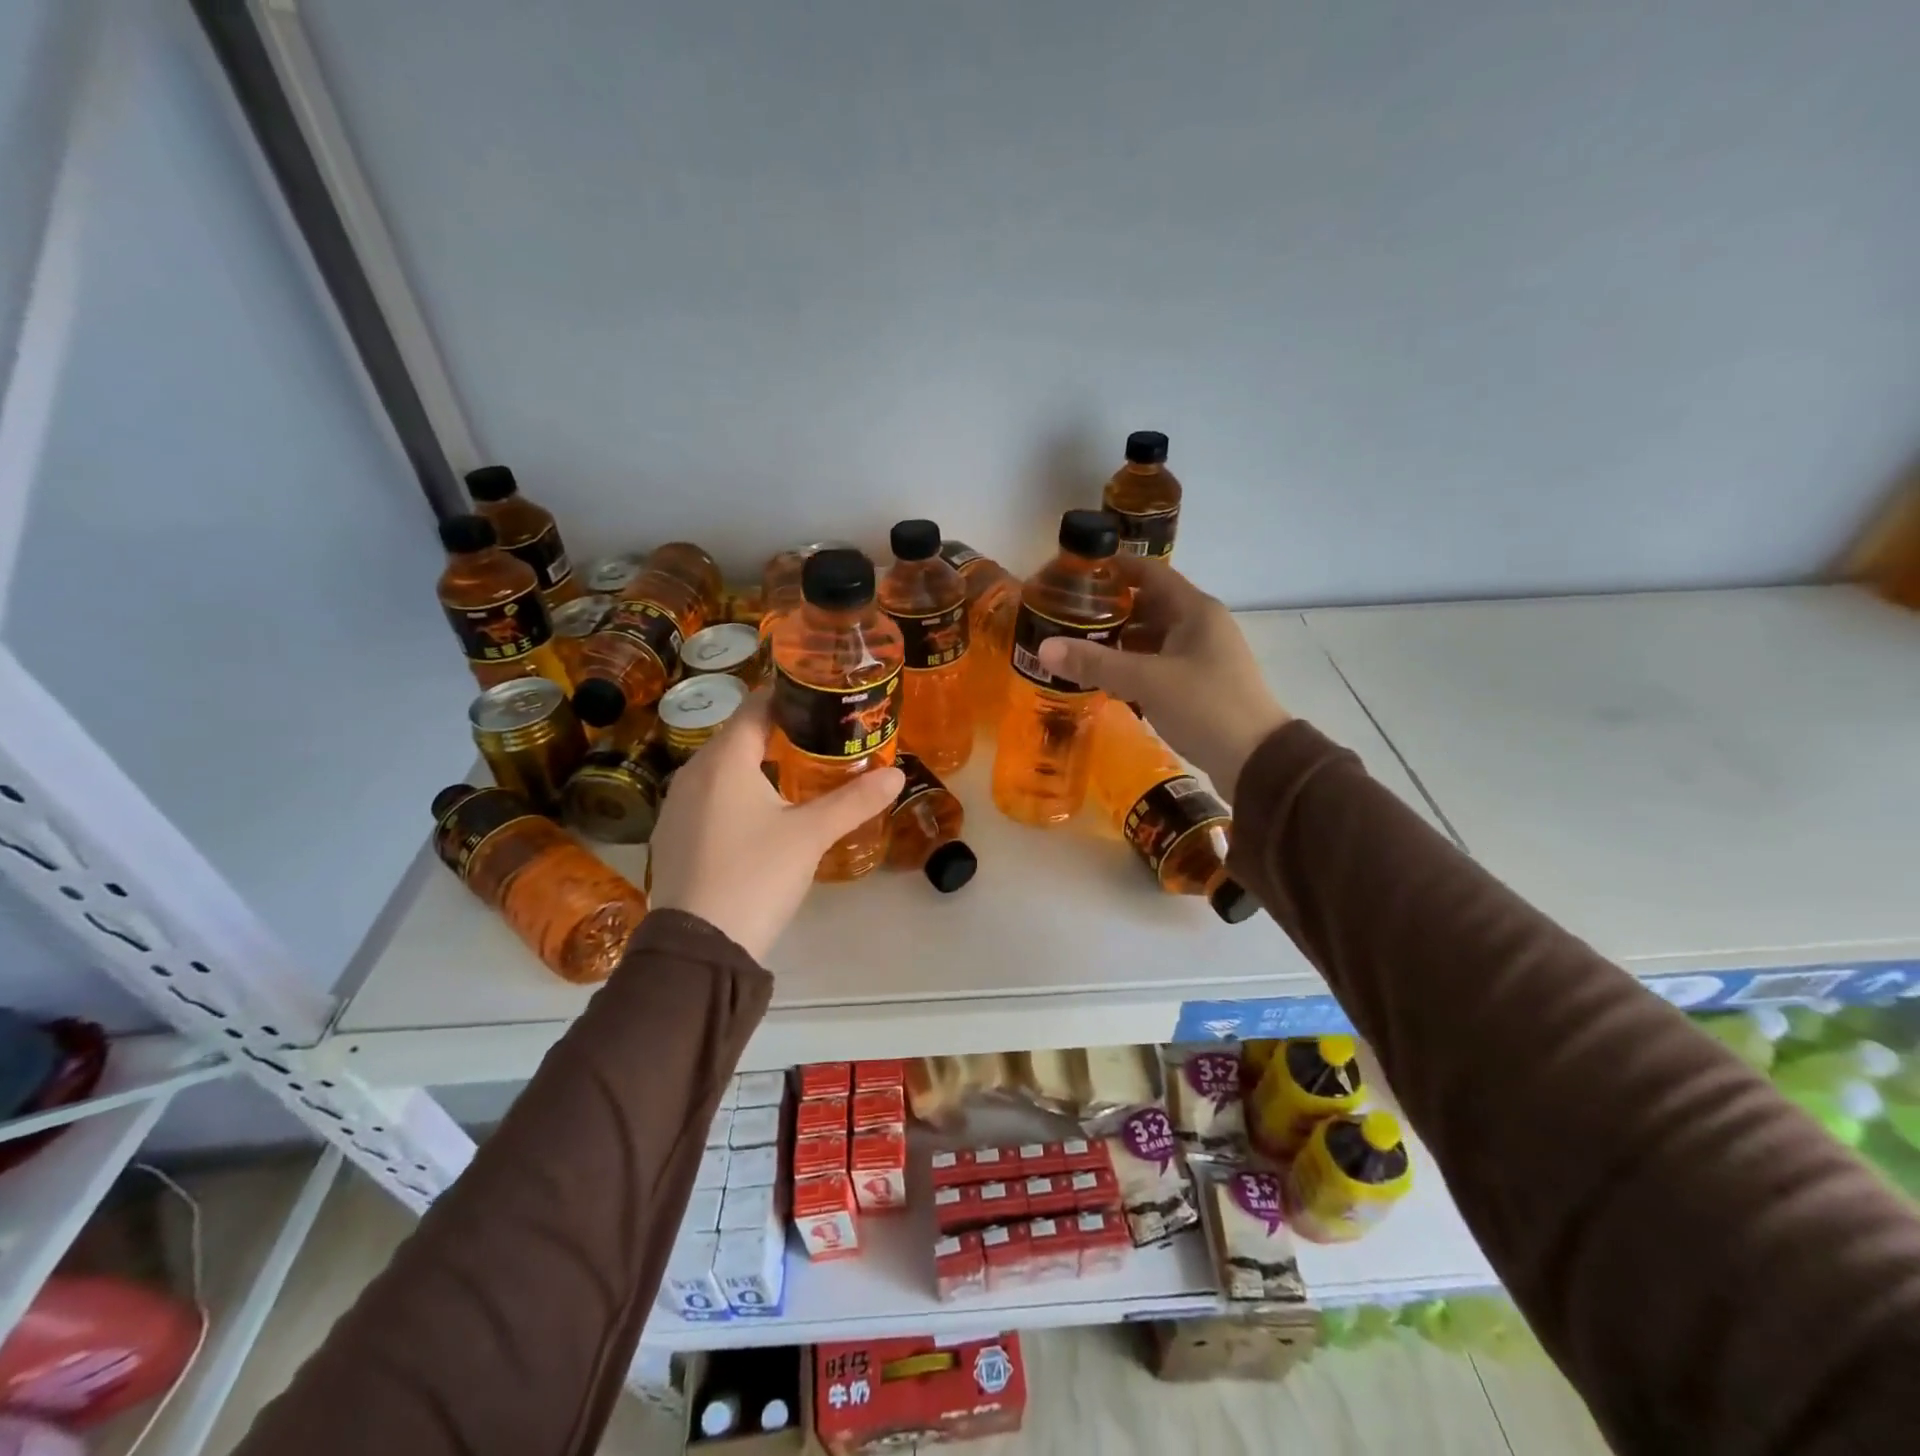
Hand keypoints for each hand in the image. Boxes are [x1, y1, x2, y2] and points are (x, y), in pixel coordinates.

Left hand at [647, 693, 904, 960]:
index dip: (789, 696)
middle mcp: (693, 773)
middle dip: (780, 731)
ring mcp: (678, 806)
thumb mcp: (811, 835)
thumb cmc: (756, 875)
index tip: (823, 696)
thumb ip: (854, 801)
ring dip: (758, 764)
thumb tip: (897, 774)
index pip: (756, 707)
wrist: (699, 947)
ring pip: (724, 769)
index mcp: (724, 760)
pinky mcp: (674, 836)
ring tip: (801, 771)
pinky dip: (738, 793)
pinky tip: (763, 814)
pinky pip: (710, 798)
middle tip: (824, 735)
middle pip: (740, 737)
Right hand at [1035, 560, 1290, 798]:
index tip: (1078, 571)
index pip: (1150, 574)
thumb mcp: (1146, 682)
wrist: (1256, 760)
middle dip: (1110, 609)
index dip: (1116, 568)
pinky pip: (1158, 664)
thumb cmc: (1206, 706)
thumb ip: (1096, 663)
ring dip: (1120, 641)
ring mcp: (1202, 657)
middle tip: (1068, 615)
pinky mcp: (1199, 685)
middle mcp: (1201, 626)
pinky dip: (1133, 666)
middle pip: (1149, 605)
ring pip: (1153, 638)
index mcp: (1196, 611)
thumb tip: (1044, 648)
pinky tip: (1105, 678)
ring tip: (1078, 646)